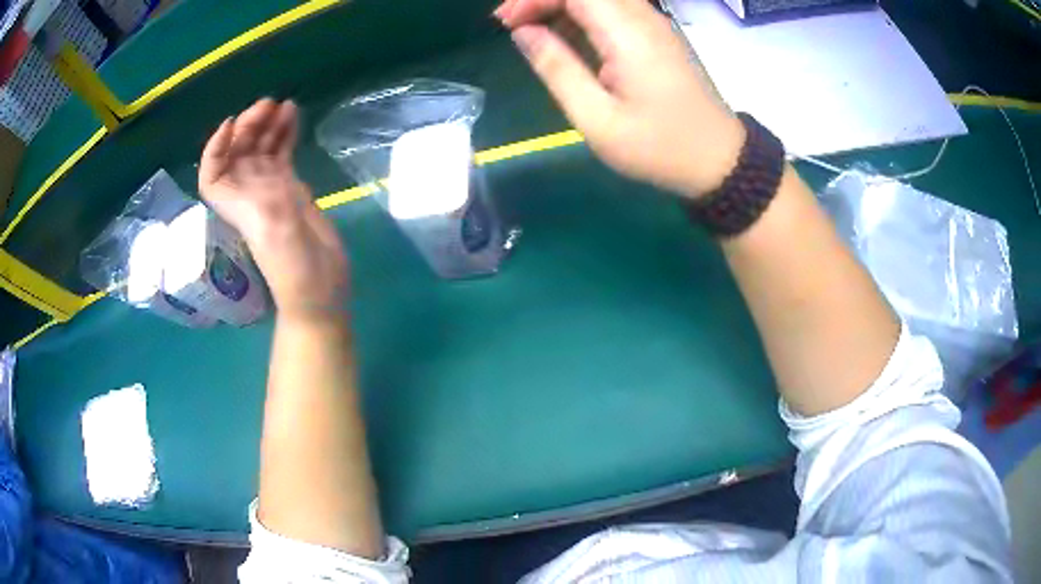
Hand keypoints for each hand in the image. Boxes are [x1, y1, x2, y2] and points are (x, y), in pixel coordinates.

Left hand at [199, 99, 348, 320]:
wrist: (320, 285)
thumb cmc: (291, 265)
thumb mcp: (271, 232)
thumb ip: (263, 197)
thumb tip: (258, 160)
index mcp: (236, 203)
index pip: (212, 173)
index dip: (215, 147)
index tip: (232, 124)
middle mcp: (248, 193)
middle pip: (239, 153)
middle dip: (249, 126)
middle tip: (270, 105)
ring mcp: (270, 189)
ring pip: (261, 149)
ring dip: (268, 125)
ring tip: (284, 105)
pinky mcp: (290, 188)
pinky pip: (282, 154)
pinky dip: (285, 134)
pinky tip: (293, 116)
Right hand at [496, 0, 744, 197]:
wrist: (718, 160)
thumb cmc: (659, 146)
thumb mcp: (597, 118)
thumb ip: (557, 68)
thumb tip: (523, 33)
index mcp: (628, 33)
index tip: (506, 24)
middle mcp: (643, 17)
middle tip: (512, 26)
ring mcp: (653, 24)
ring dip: (560, 6)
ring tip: (530, 33)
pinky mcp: (656, 35)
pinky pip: (612, 10)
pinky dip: (581, 16)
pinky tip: (564, 39)